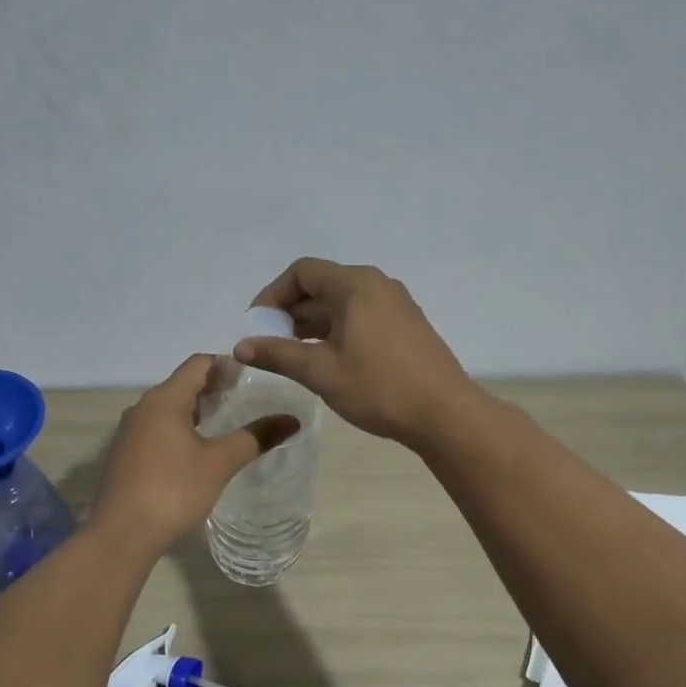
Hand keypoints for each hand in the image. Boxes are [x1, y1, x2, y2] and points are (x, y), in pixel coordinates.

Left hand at [87, 354, 299, 557]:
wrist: (121, 534)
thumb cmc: (173, 490)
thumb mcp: (220, 462)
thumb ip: (256, 437)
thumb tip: (293, 420)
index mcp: (164, 399)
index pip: (198, 363)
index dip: (227, 365)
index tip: (254, 378)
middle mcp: (143, 407)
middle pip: (183, 384)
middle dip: (215, 389)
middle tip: (248, 401)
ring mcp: (130, 432)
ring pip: (169, 408)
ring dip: (197, 411)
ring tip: (228, 425)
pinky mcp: (126, 455)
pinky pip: (158, 429)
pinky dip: (181, 429)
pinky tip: (199, 451)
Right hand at [235, 258, 479, 448]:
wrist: (444, 414)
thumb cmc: (379, 387)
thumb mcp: (321, 372)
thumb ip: (278, 354)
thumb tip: (240, 346)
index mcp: (355, 285)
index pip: (302, 272)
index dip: (272, 295)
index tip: (257, 326)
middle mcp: (377, 285)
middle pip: (321, 286)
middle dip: (290, 314)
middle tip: (270, 347)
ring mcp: (395, 305)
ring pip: (341, 305)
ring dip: (312, 326)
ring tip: (293, 358)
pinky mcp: (406, 327)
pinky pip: (360, 318)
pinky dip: (336, 332)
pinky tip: (327, 362)